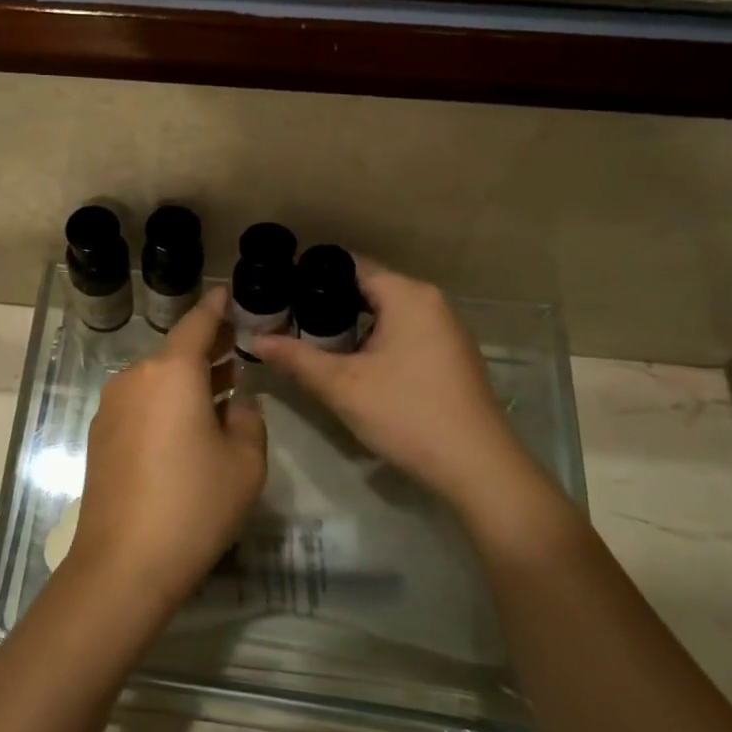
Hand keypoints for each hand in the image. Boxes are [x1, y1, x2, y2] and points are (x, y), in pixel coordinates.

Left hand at [63, 287, 267, 607]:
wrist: (125, 562)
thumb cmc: (195, 504)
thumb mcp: (244, 462)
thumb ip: (248, 420)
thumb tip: (235, 403)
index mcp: (172, 372)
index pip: (198, 323)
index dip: (217, 307)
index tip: (229, 294)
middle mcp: (135, 379)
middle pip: (175, 353)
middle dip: (208, 349)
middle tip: (238, 350)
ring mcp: (111, 408)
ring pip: (157, 380)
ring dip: (188, 380)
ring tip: (221, 386)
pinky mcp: (100, 436)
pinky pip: (140, 405)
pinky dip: (166, 403)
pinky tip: (187, 425)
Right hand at [254, 262, 518, 502]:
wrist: (475, 464)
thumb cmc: (405, 413)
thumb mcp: (342, 386)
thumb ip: (296, 358)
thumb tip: (256, 340)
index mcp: (407, 295)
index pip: (351, 266)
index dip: (310, 275)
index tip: (278, 289)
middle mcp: (431, 302)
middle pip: (369, 289)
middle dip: (327, 304)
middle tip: (287, 320)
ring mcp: (446, 330)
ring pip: (387, 314)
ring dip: (351, 326)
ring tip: (311, 343)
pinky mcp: (451, 356)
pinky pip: (404, 334)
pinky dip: (376, 342)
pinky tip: (353, 366)